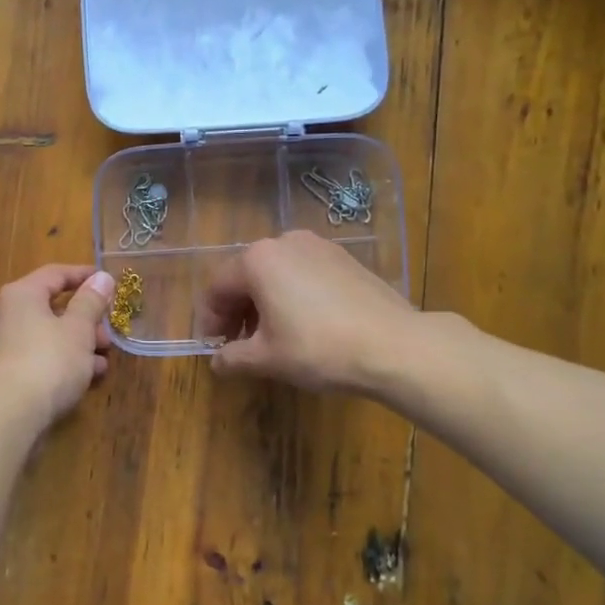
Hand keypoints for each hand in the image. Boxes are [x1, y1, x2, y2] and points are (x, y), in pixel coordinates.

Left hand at [0, 265, 115, 428]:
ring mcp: (8, 347)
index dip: (84, 276)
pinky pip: (44, 360)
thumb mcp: (78, 329)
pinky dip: (66, 364)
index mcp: (23, 295)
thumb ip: (91, 302)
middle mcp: (10, 316)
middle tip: (109, 332)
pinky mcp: (11, 376)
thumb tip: (101, 277)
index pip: (56, 274)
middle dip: (86, 319)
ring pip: (51, 337)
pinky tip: (88, 378)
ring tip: (104, 359)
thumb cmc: (47, 361)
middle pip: (53, 307)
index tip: (110, 284)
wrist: (7, 415)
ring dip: (80, 344)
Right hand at [200, 231, 415, 392]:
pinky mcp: (345, 259)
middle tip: (238, 344)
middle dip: (236, 310)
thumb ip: (233, 357)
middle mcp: (285, 242)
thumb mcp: (267, 358)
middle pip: (246, 276)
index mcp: (258, 260)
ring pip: (276, 274)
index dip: (210, 319)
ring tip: (269, 338)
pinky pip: (304, 275)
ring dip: (264, 304)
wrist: (394, 345)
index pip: (217, 287)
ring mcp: (319, 247)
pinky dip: (292, 296)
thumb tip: (217, 362)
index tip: (213, 347)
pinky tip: (302, 326)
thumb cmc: (318, 348)